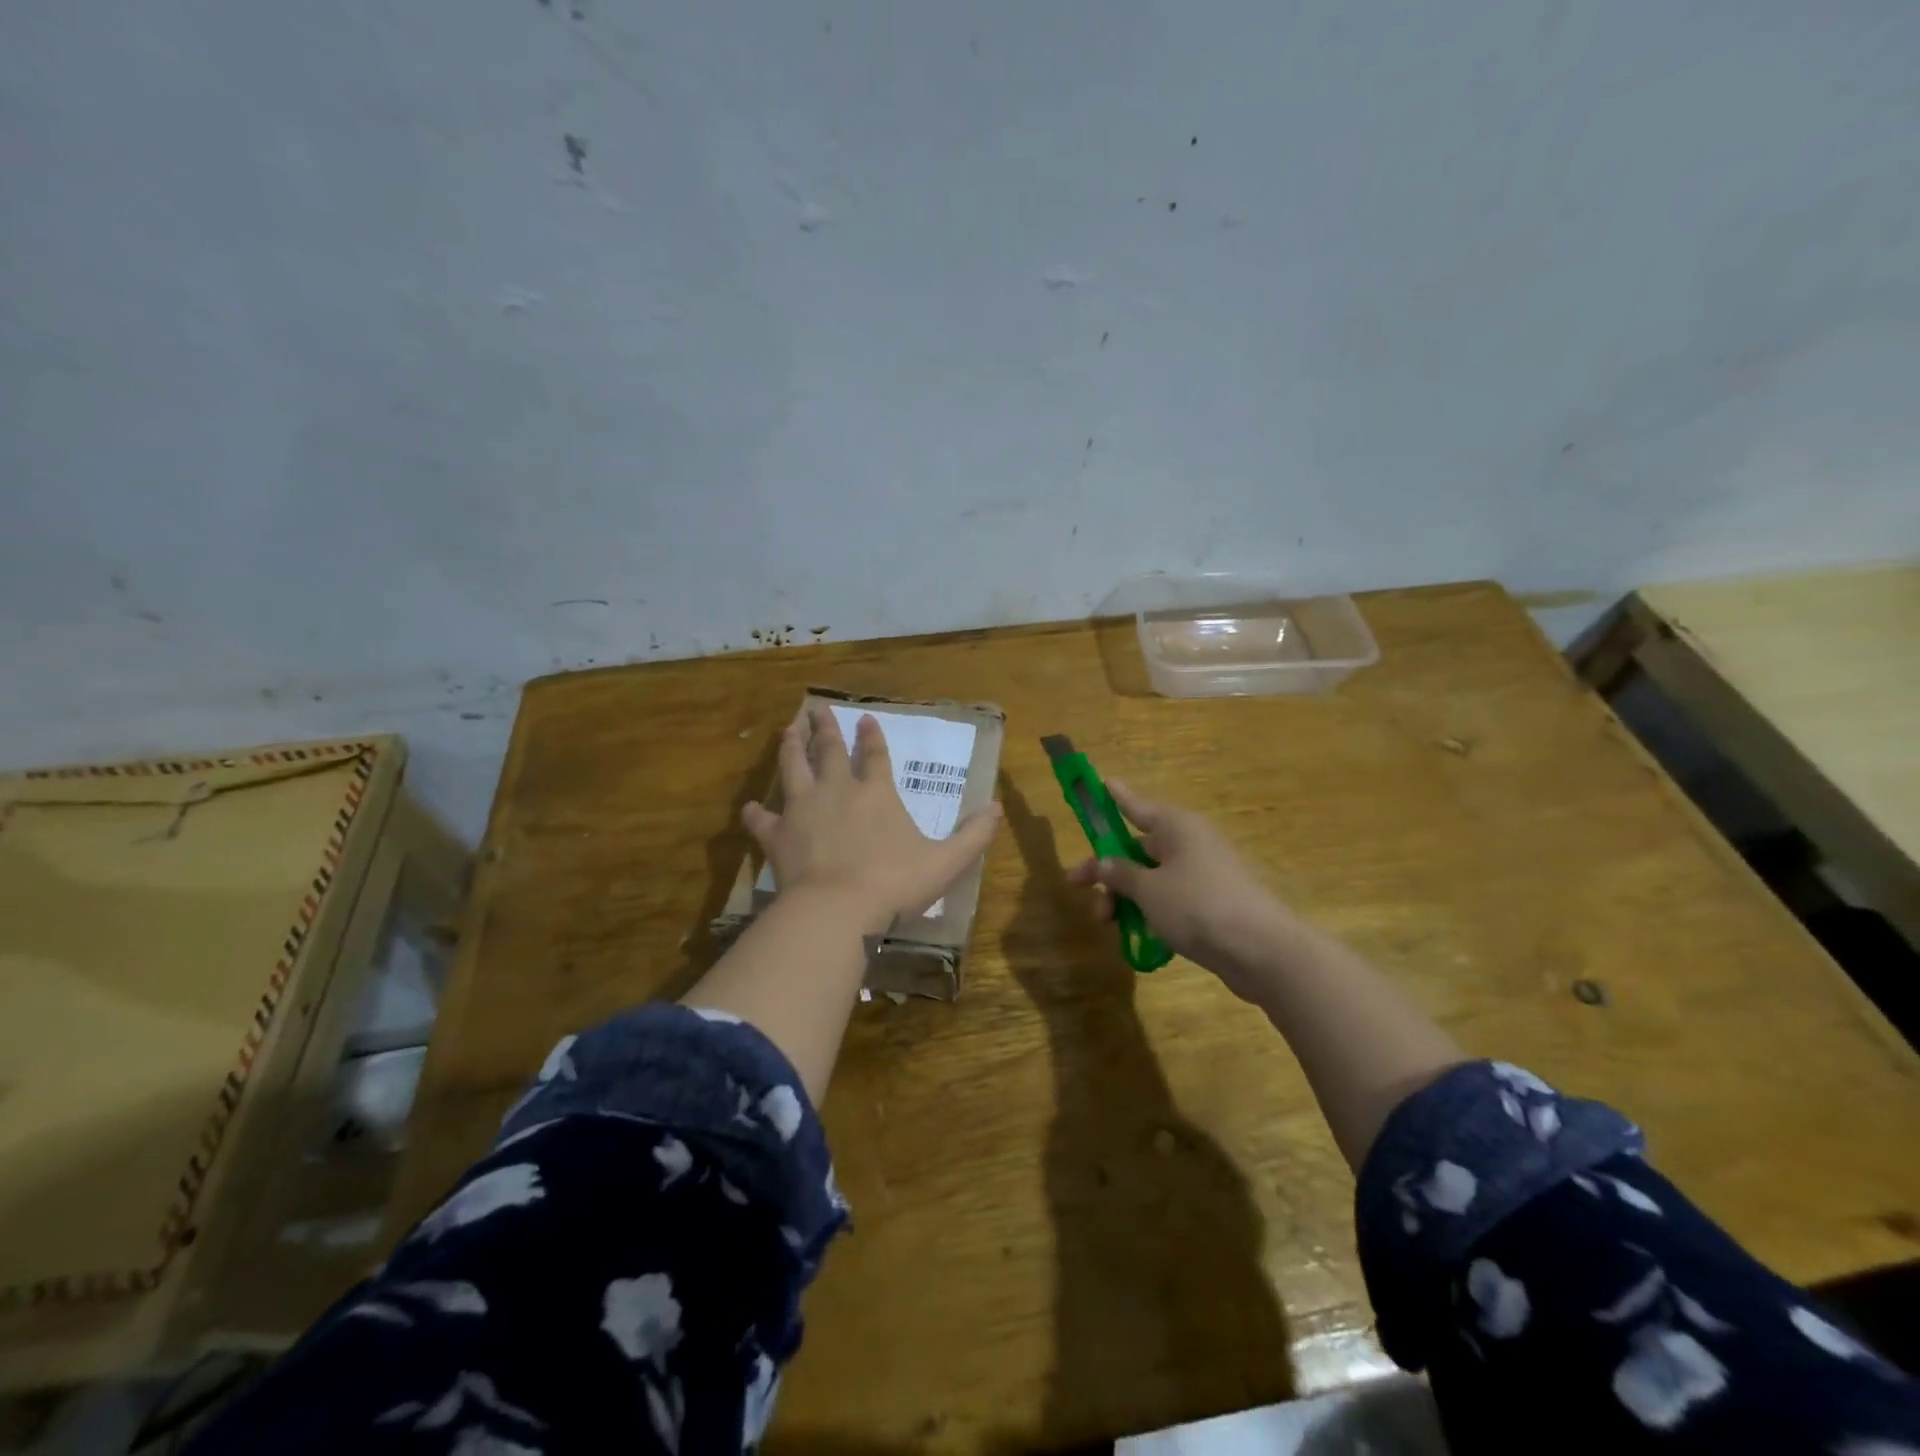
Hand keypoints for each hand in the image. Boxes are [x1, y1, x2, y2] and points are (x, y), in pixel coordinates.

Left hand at [743, 706, 1001, 935]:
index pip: (875, 755)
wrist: (838, 909)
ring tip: (787, 731)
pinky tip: (749, 808)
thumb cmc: (895, 884)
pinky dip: (755, 813)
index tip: (865, 719)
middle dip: (825, 728)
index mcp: (876, 793)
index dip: (872, 736)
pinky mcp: (777, 835)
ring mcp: (803, 809)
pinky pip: (762, 819)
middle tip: (816, 709)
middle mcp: (837, 791)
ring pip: (793, 768)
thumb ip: (974, 835)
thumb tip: (999, 809)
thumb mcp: (946, 861)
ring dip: (790, 748)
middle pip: (829, 750)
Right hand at [1065, 781, 1298, 998]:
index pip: (1136, 806)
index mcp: (1176, 827)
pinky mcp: (1212, 903)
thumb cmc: (1198, 906)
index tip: (1099, 782)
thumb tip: (1104, 863)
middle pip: (1138, 848)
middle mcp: (1190, 843)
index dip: (1115, 797)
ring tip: (1109, 925)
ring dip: (1126, 897)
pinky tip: (1139, 937)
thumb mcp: (1148, 889)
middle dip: (1108, 870)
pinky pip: (1171, 899)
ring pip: (1152, 878)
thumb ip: (1121, 874)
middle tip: (1079, 889)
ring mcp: (1204, 873)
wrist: (1262, 950)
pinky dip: (1151, 913)